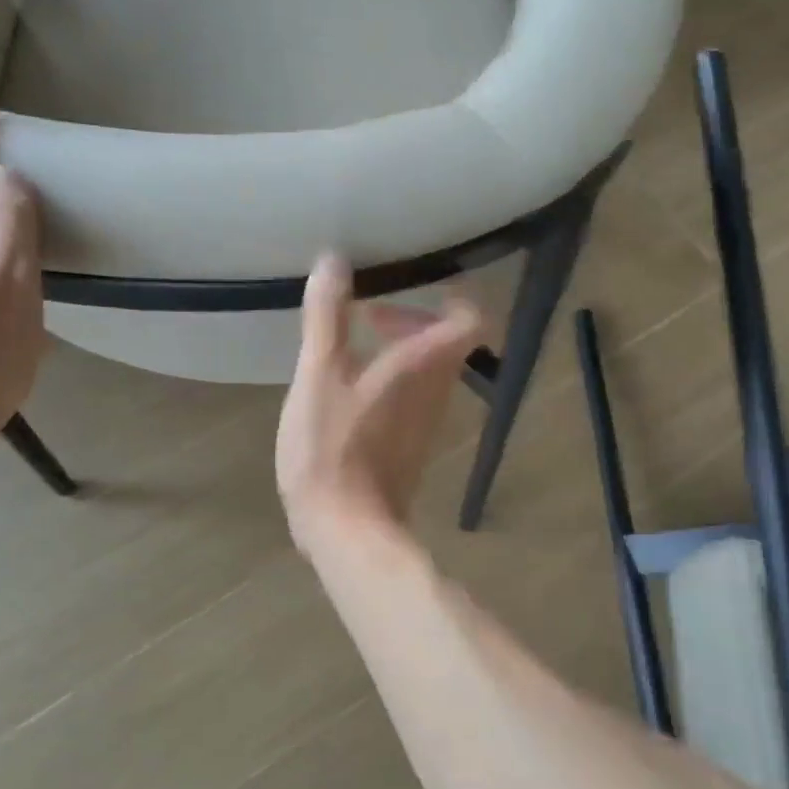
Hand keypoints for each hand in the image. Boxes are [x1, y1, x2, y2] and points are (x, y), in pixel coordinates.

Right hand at [277, 253, 482, 552]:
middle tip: (365, 316)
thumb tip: (335, 259)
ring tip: (349, 349)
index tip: (407, 286)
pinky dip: (391, 380)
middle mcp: (437, 390)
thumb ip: (327, 318)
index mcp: (423, 365)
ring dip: (398, 349)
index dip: (450, 295)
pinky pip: (414, 396)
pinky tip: (347, 390)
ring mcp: (428, 420)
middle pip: (447, 340)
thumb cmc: (331, 450)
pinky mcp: (413, 444)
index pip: (470, 317)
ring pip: (429, 369)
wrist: (346, 529)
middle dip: (409, 319)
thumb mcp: (318, 376)